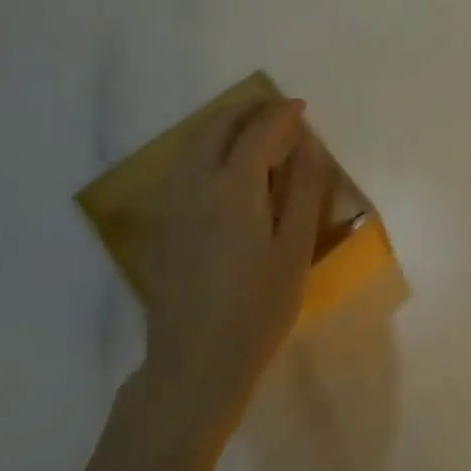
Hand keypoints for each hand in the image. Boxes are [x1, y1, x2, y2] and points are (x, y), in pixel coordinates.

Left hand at [136, 99, 330, 416]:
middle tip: (278, 111)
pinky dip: (206, 147)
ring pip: (194, 143)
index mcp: (233, 188)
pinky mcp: (162, 223)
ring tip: (253, 129)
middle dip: (248, 111)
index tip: (301, 108)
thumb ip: (304, 191)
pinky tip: (222, 164)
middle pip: (217, 128)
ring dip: (224, 125)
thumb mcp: (295, 249)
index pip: (257, 132)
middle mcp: (195, 185)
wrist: (195, 362)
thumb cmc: (258, 308)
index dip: (281, 114)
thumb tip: (309, 144)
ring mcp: (172, 204)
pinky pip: (182, 165)